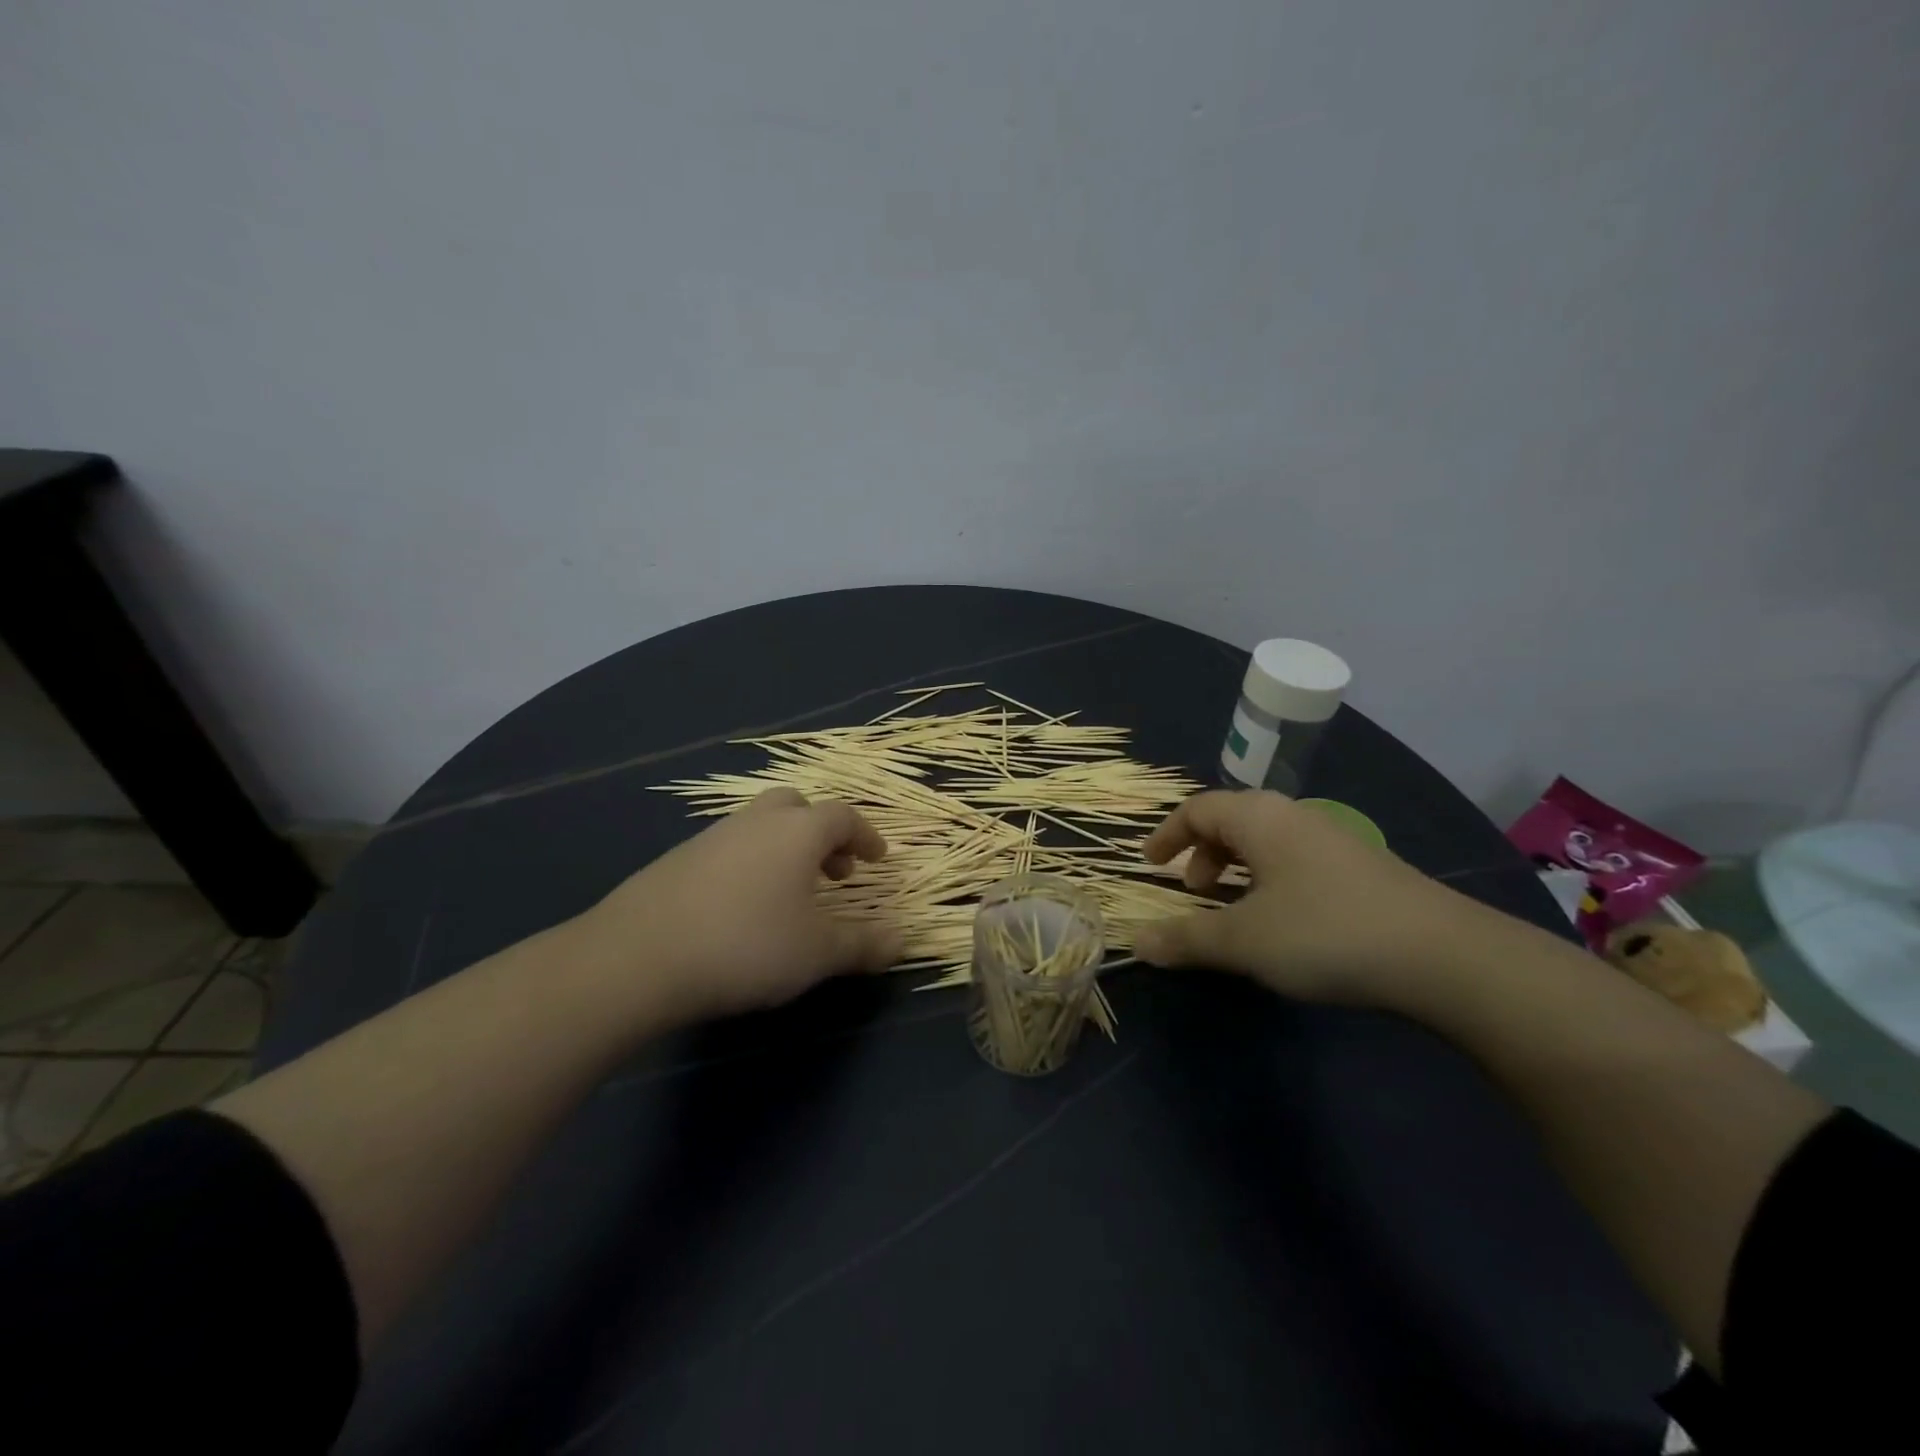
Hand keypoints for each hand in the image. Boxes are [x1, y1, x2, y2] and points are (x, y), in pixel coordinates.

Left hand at [569, 788, 900, 1022]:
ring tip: (788, 895)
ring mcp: (711, 837)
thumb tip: (902, 939)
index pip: (844, 816)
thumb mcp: (817, 953)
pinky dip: (749, 865)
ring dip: (784, 849)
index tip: (877, 859)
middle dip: (822, 833)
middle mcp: (756, 822)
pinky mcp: (677, 860)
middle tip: (833, 870)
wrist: (638, 957)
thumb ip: (863, 944)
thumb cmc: (746, 945)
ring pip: (759, 826)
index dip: (866, 835)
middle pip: (797, 806)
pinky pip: (728, 848)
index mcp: (797, 832)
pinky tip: (740, 908)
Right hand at [1134, 790, 1492, 1006]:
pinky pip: (1295, 859)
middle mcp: (1294, 817)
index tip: (1150, 865)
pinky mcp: (1361, 868)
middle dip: (1202, 853)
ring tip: (1234, 908)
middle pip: (1232, 820)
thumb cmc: (1325, 932)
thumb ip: (1186, 939)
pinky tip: (1284, 921)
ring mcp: (1333, 840)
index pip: (1197, 809)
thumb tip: (1137, 943)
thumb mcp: (1243, 940)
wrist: (1443, 955)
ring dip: (1237, 868)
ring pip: (1267, 841)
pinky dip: (1270, 879)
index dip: (1167, 835)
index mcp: (1259, 818)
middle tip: (1193, 891)